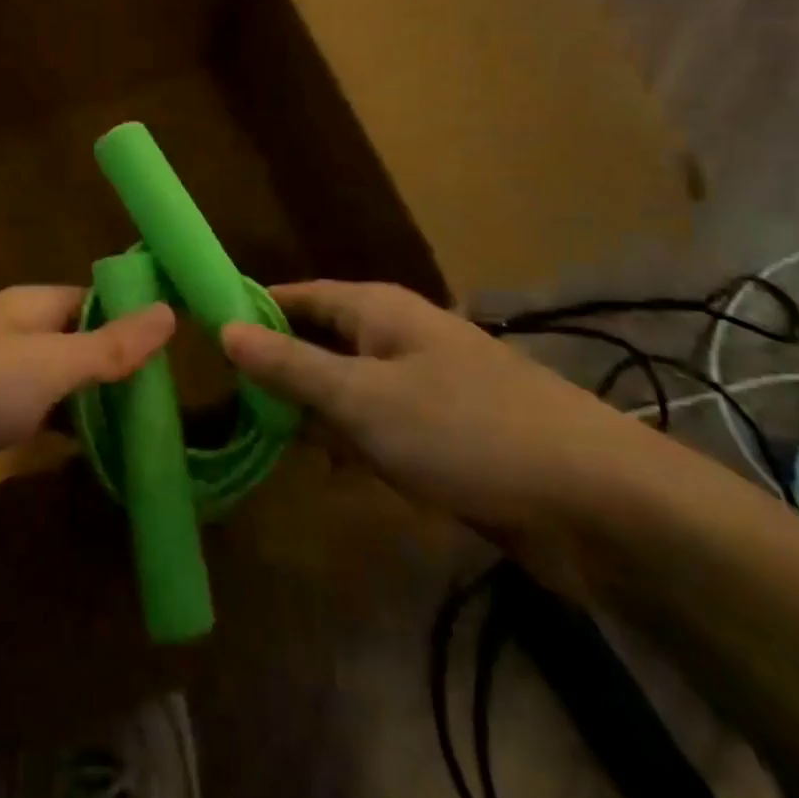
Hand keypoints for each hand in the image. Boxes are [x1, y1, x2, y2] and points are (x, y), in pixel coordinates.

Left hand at [0, 287, 174, 522]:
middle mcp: (7, 331)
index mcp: (29, 305)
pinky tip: (76, 456)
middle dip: (112, 371)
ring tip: (134, 436)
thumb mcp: (49, 366)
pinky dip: (51, 430)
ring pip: (49, 382)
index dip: (131, 323)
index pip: (94, 302)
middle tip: (163, 408)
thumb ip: (108, 346)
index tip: (174, 357)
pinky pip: (23, 416)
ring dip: (84, 405)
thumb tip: (169, 311)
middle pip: (73, 342)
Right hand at [222, 281, 664, 546]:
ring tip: (264, 442)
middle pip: (317, 342)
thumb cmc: (465, 431)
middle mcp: (395, 336)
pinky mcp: (440, 431)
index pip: (295, 296)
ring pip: (344, 389)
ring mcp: (420, 384)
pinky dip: (352, 445)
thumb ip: (290, 366)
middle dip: (277, 372)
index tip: (202, 332)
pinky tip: (333, 473)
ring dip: (312, 415)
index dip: (251, 310)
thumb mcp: (362, 399)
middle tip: (225, 403)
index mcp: (376, 309)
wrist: (596, 502)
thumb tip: (224, 328)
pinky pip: (377, 427)